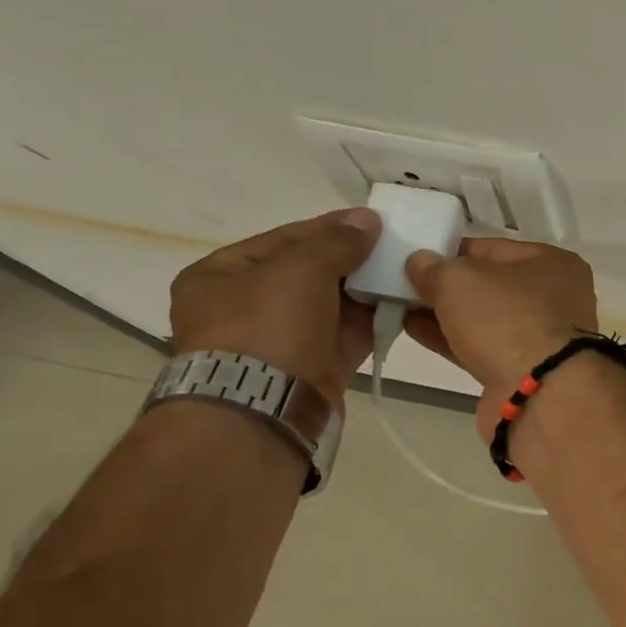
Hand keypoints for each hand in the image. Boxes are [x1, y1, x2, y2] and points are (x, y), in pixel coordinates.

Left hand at [170, 209, 381, 408]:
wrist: (265, 408)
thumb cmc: (267, 327)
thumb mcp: (300, 270)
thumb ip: (336, 242)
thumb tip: (368, 219)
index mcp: (221, 276)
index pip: (283, 240)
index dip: (329, 227)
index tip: (372, 221)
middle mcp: (246, 308)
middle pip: (309, 273)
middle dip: (352, 260)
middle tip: (393, 247)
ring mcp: (280, 341)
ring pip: (332, 306)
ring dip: (366, 290)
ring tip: (404, 273)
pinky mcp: (313, 368)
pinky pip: (347, 335)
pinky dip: (372, 320)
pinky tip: (402, 304)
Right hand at [402, 239, 599, 432]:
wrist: (538, 395)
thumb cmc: (507, 320)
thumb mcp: (460, 280)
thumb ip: (434, 267)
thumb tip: (419, 262)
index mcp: (554, 264)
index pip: (493, 249)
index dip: (452, 250)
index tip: (416, 256)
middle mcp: (555, 299)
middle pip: (490, 285)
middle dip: (447, 285)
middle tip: (401, 283)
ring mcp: (540, 339)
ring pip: (484, 319)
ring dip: (444, 313)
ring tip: (398, 305)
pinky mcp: (523, 372)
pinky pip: (481, 347)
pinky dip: (450, 339)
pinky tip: (413, 330)